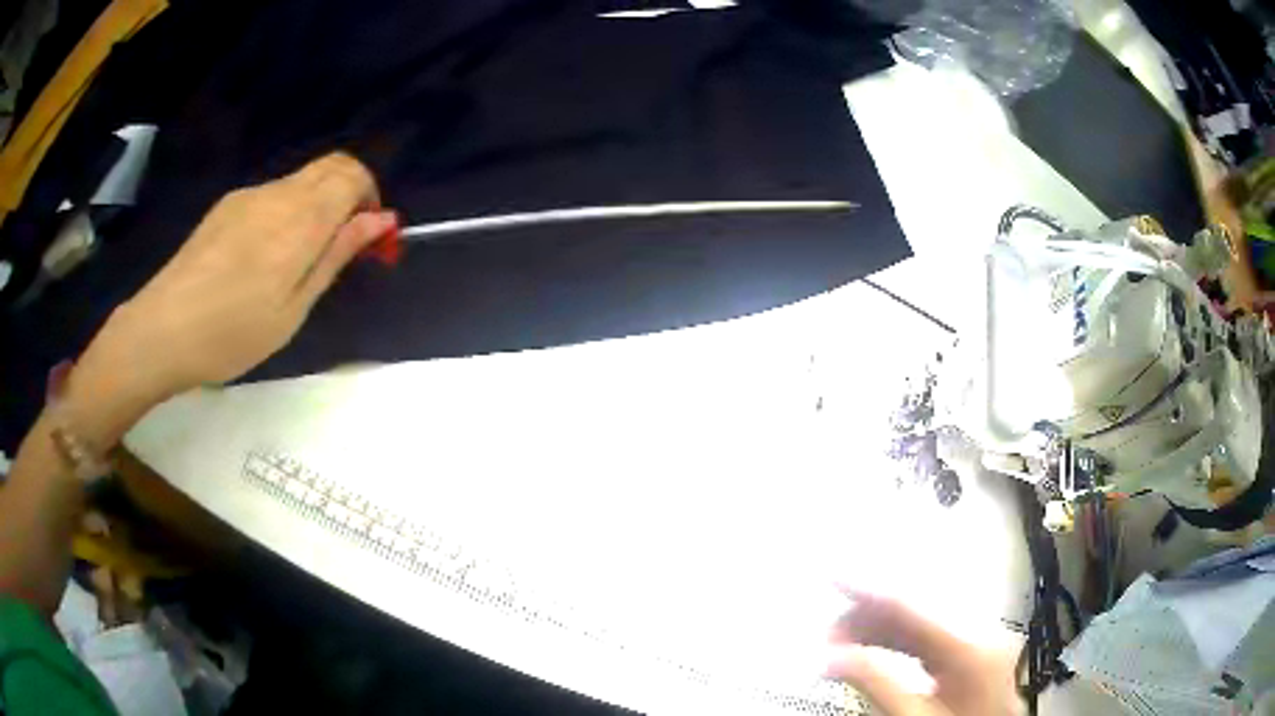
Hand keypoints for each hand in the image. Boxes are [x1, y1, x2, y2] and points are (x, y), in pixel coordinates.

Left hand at [64, 153, 396, 441]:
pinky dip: (288, 211)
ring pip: (301, 180)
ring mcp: (249, 195)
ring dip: (317, 205)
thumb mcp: (293, 308)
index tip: (366, 238)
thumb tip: (379, 220)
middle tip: (341, 243)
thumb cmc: (233, 333)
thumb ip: (336, 255)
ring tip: (298, 260)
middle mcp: (278, 193)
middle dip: (349, 194)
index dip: (370, 198)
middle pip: (331, 165)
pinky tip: (263, 257)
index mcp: (300, 218)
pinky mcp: (227, 205)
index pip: (352, 174)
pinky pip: (273, 194)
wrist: (163, 328)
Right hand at [827, 591, 1020, 715]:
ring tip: (840, 647)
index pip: (911, 607)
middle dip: (867, 617)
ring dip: (878, 629)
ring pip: (919, 621)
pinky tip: (871, 650)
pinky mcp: (973, 650)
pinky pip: (927, 635)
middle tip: (827, 637)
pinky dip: (895, 640)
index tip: (833, 576)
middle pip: (915, 610)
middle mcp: (979, 631)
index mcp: (970, 646)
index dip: (869, 589)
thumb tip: (831, 657)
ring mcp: (978, 639)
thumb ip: (878, 684)